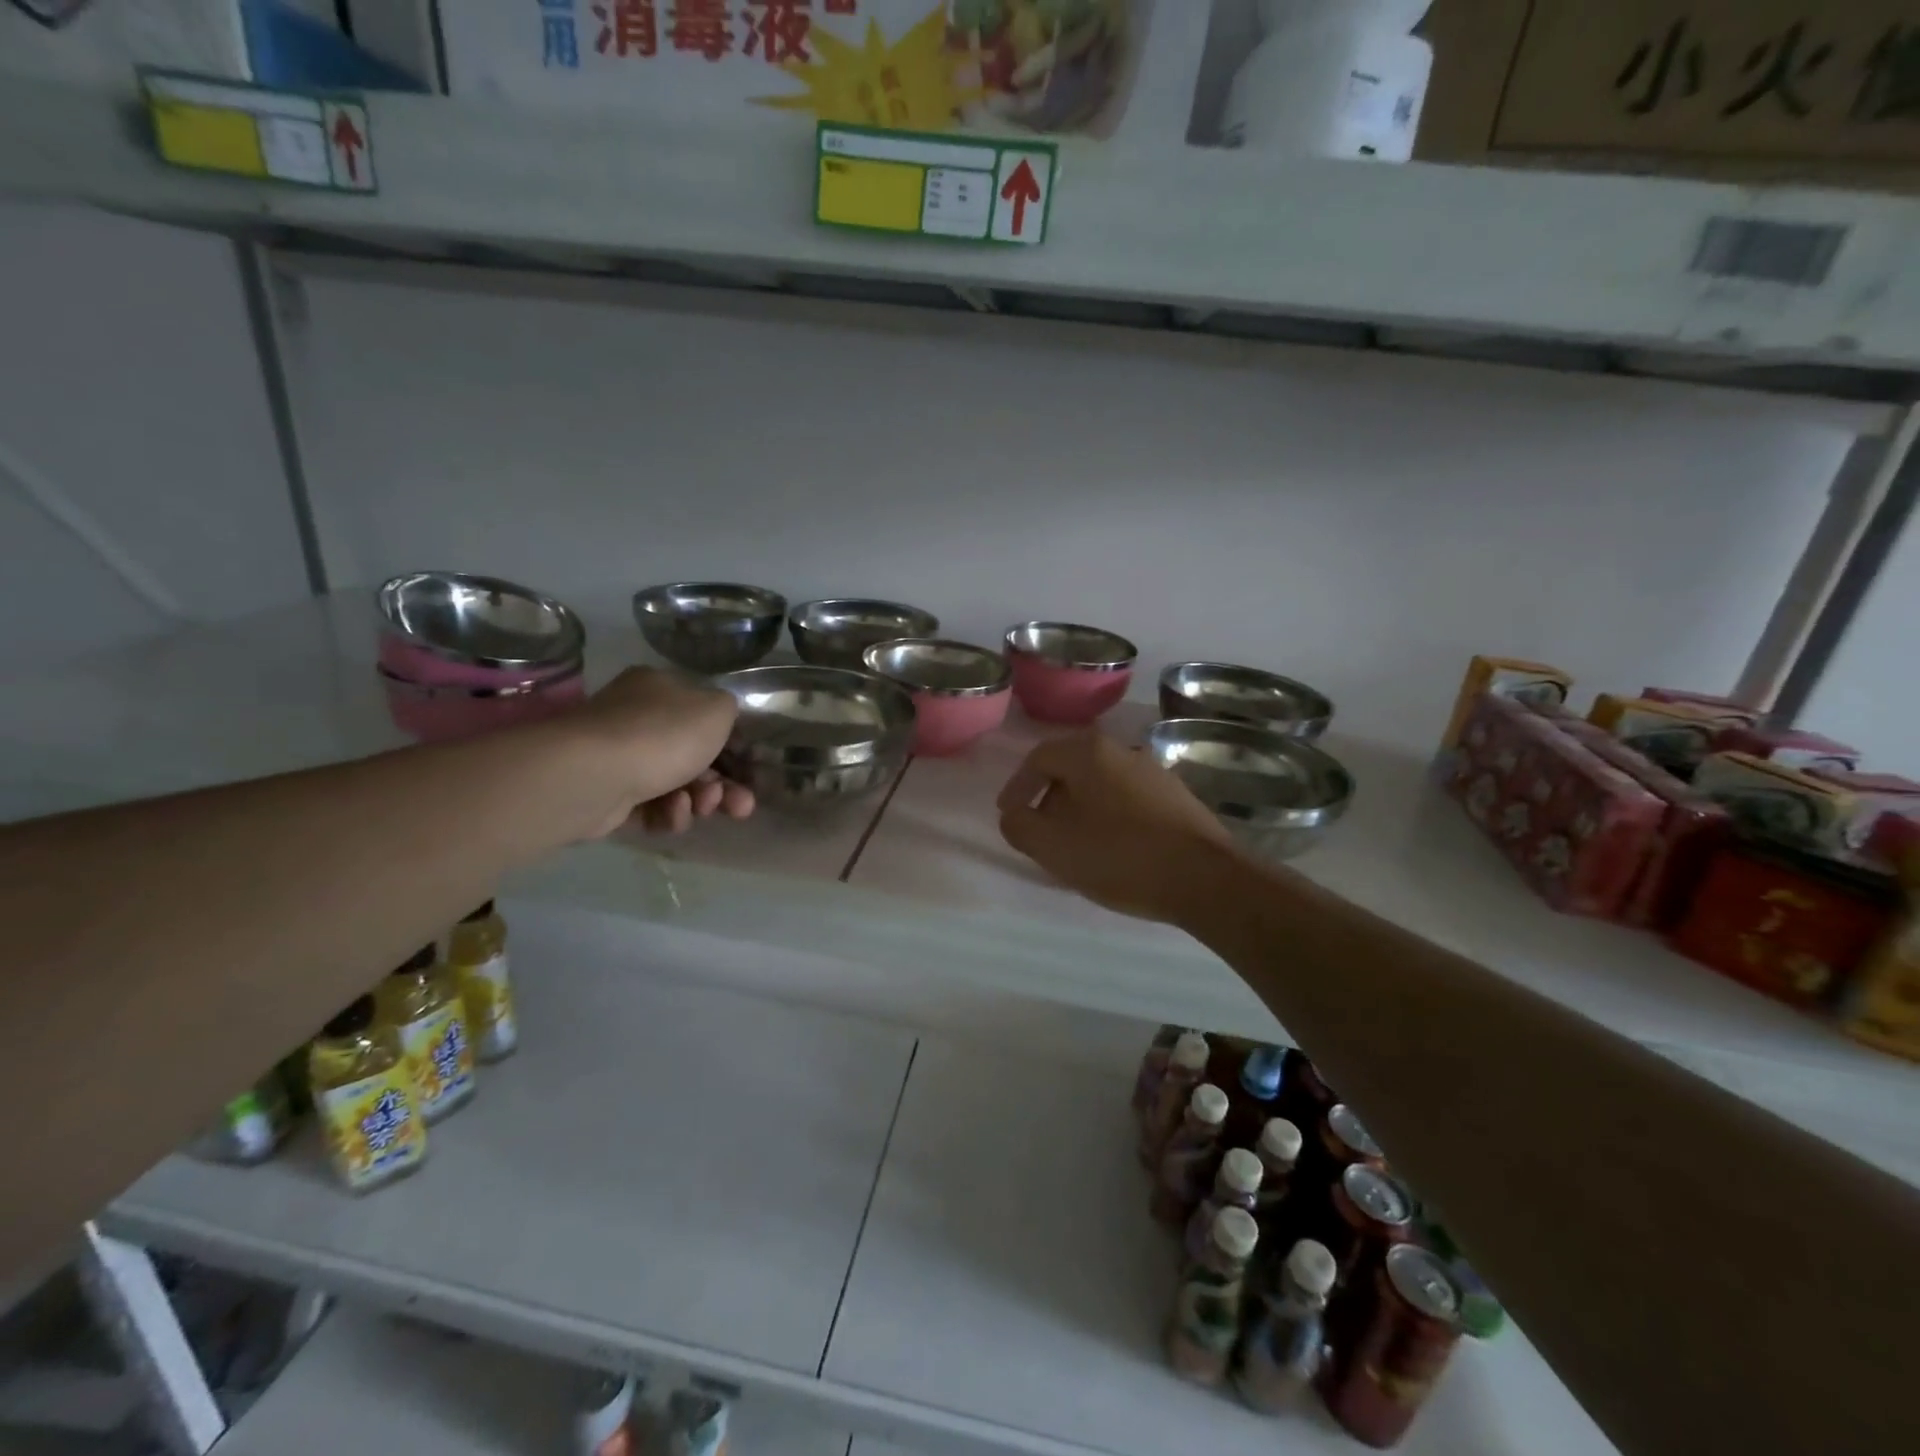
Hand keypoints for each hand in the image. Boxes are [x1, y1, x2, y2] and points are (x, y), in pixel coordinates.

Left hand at [574, 668, 754, 835]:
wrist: (595, 775)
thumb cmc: (663, 734)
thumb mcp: (717, 709)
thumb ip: (729, 711)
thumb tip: (721, 721)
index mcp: (660, 689)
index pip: (705, 716)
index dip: (733, 745)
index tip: (750, 769)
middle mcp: (637, 718)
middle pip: (694, 755)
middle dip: (723, 784)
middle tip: (741, 805)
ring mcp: (620, 757)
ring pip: (676, 785)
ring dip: (699, 801)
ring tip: (701, 808)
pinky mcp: (608, 794)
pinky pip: (651, 807)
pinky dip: (668, 814)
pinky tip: (672, 814)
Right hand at [996, 730, 1238, 923]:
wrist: (1204, 879)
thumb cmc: (1119, 856)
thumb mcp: (1054, 846)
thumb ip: (1020, 826)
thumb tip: (1014, 815)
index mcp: (1089, 753)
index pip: (1039, 758)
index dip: (1017, 786)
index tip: (1009, 814)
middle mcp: (1123, 751)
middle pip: (1072, 767)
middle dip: (1049, 797)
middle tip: (1040, 829)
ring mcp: (1154, 772)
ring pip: (1102, 783)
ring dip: (1080, 808)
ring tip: (1075, 843)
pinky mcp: (1177, 797)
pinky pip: (1128, 799)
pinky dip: (1109, 816)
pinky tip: (1112, 848)